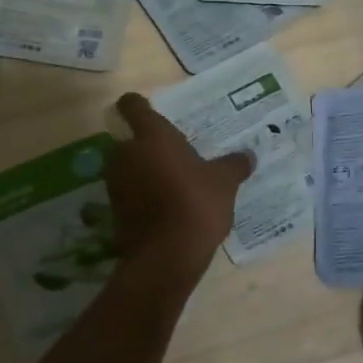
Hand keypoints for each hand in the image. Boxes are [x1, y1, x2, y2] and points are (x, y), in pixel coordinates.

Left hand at [107, 93, 253, 272]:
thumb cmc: (196, 205)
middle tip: (173, 156)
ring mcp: (116, 182)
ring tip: (170, 183)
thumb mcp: (224, 183)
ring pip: (127, 166)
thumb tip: (249, 155)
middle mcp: (127, 153)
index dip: (137, 105)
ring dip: (142, 171)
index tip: (149, 110)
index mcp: (152, 136)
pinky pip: (127, 192)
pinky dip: (140, 195)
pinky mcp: (113, 210)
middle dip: (146, 145)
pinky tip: (163, 207)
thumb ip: (234, 164)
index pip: (132, 106)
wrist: (166, 257)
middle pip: (130, 139)